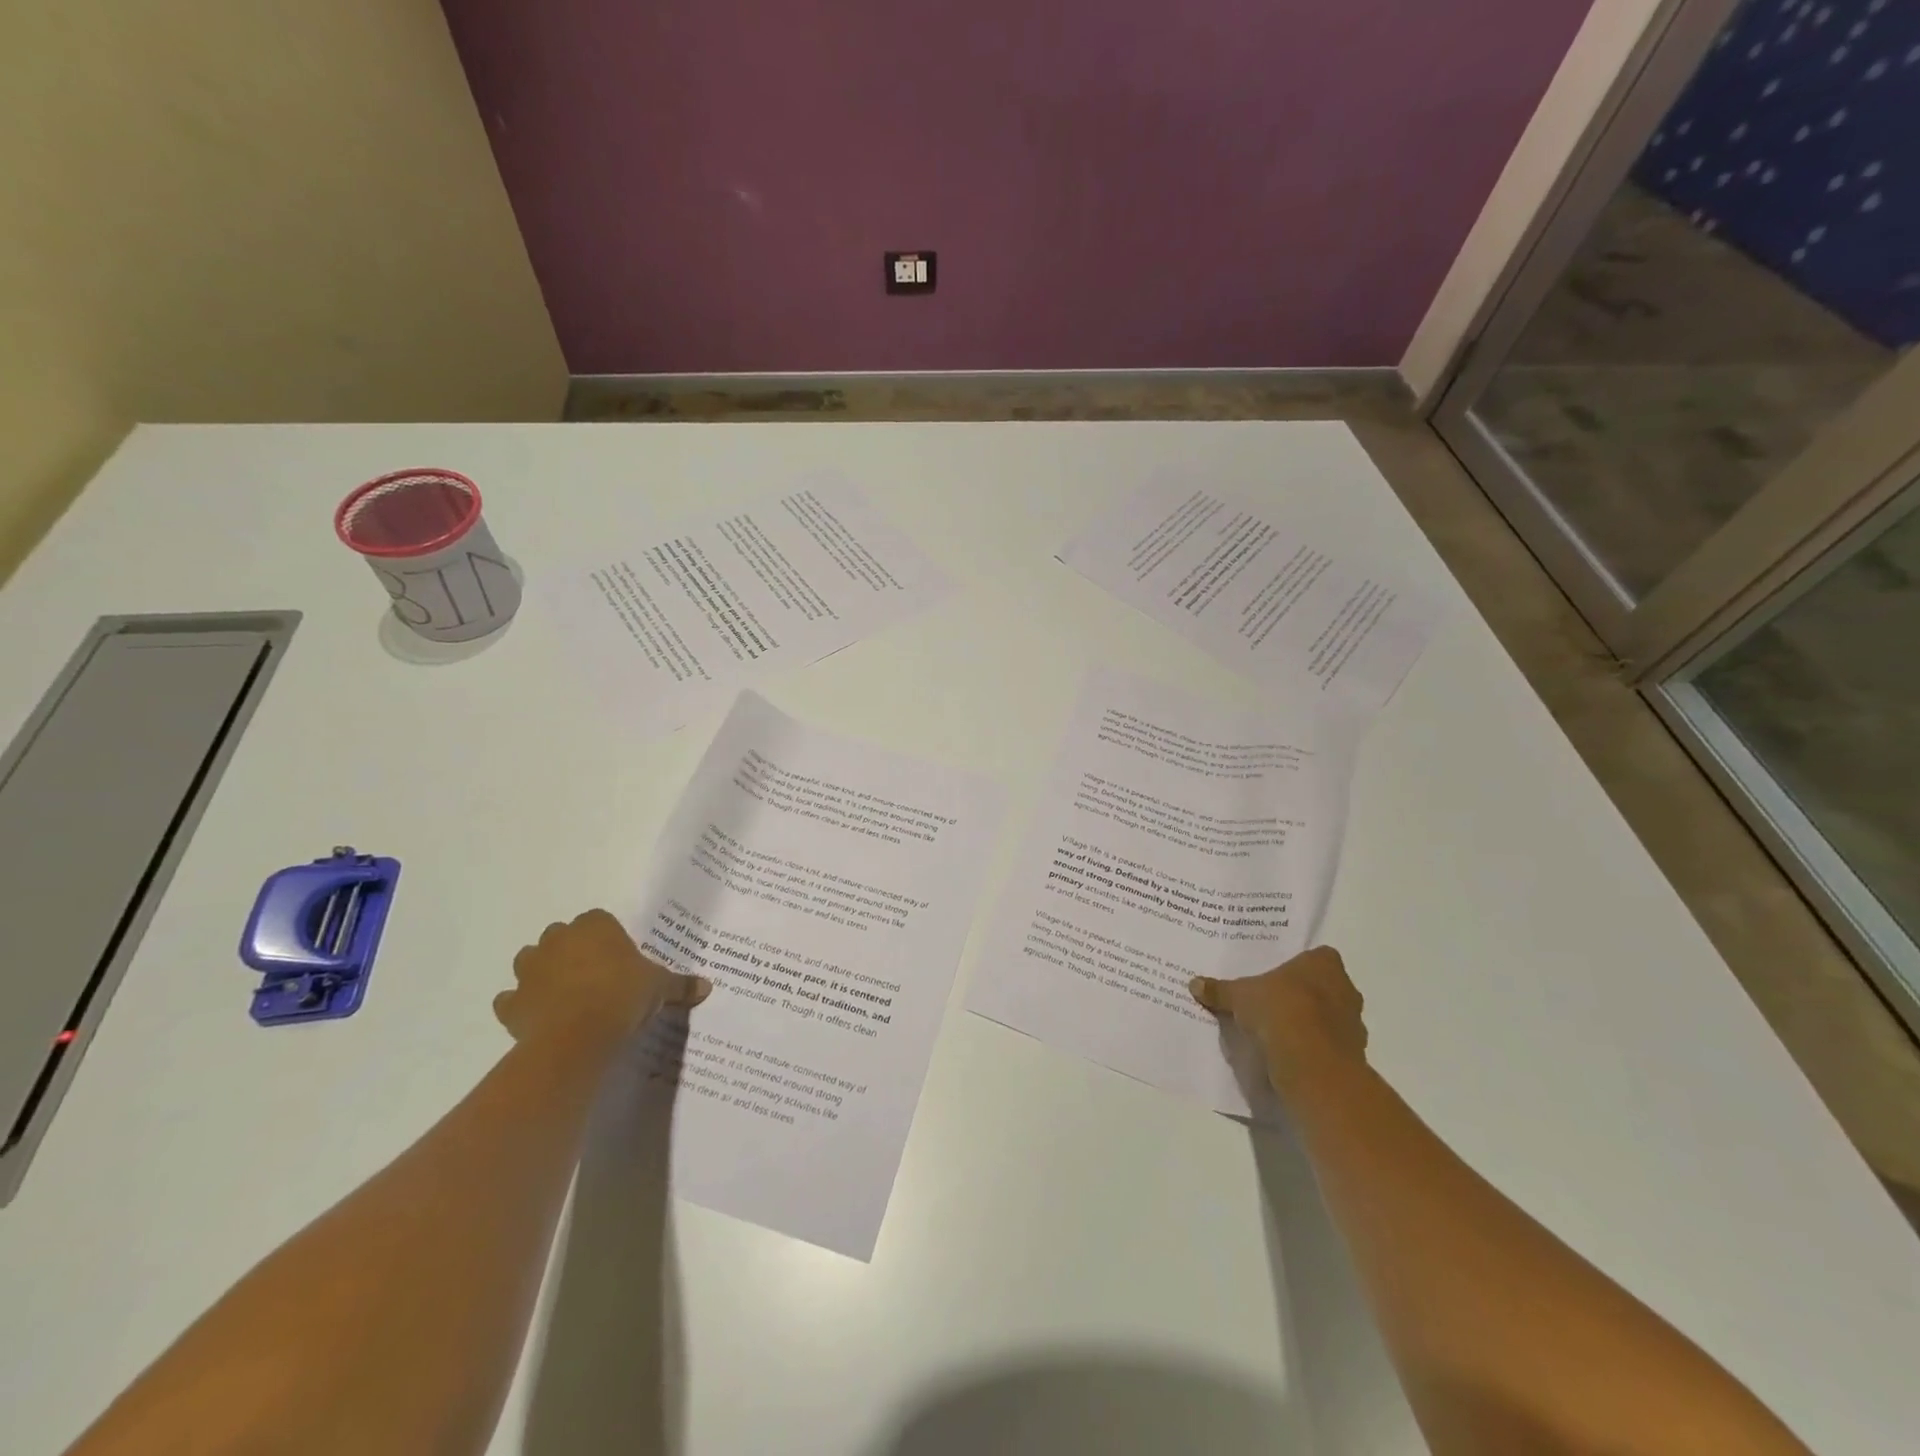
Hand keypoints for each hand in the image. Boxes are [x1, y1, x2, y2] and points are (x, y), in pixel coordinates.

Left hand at [495, 909, 710, 1049]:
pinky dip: (520, 1006)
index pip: (598, 920)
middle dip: (572, 950)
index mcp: (594, 927)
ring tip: (565, 994)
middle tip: (595, 975)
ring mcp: (530, 970)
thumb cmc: (623, 997)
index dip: (608, 938)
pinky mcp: (511, 1003)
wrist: (576, 1037)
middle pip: (561, 936)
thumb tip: (707, 986)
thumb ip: (680, 984)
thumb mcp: (660, 988)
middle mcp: (558, 940)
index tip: (620, 958)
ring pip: (531, 961)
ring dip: (542, 972)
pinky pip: (511, 999)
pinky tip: (538, 1018)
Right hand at [1191, 946, 1367, 1098]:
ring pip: (1332, 1017)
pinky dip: (1315, 1048)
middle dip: (1306, 994)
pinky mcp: (1353, 1055)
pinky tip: (1292, 1053)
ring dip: (1313, 1023)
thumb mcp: (1239, 996)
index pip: (1318, 957)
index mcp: (1324, 964)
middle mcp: (1346, 989)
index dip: (1300, 966)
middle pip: (1326, 986)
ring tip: (1282, 1031)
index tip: (1279, 977)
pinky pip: (1331, 1045)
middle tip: (1276, 1001)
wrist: (1311, 1062)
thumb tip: (1194, 983)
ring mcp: (1354, 1023)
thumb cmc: (1279, 1010)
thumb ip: (1220, 990)